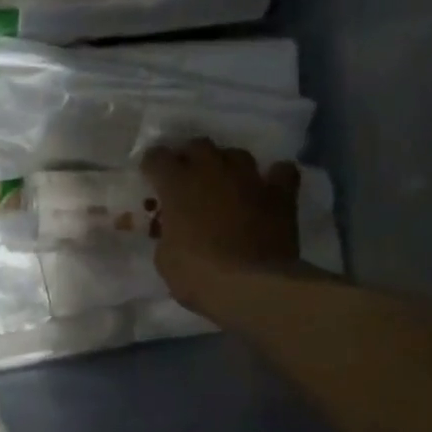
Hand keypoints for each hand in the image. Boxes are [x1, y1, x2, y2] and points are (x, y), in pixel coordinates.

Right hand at [141, 141, 300, 314]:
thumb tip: (173, 229)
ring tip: (224, 181)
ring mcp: (249, 179)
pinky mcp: (280, 194)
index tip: (151, 177)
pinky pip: (281, 171)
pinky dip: (273, 176)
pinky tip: (267, 187)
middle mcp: (212, 171)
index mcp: (177, 185)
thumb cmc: (197, 274)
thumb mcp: (165, 257)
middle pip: (198, 145)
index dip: (152, 165)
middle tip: (186, 176)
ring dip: (226, 164)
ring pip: (236, 154)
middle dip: (189, 157)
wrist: (251, 286)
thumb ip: (166, 233)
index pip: (157, 158)